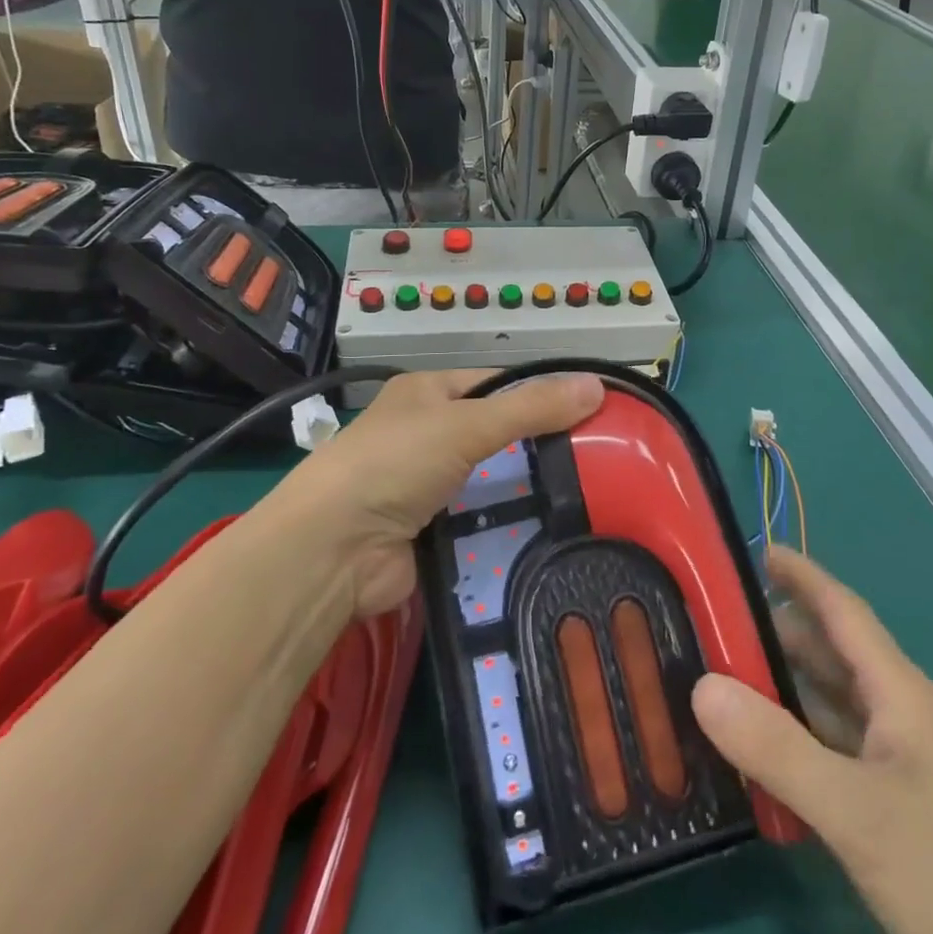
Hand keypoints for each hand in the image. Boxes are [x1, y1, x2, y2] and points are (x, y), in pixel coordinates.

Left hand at [274, 370, 604, 617]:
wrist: (333, 550)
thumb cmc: (396, 463)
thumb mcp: (467, 424)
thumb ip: (531, 408)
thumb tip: (597, 385)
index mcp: (427, 393)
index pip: (496, 383)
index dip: (539, 392)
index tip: (589, 409)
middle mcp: (426, 434)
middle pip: (496, 434)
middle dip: (538, 446)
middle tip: (598, 458)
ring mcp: (427, 486)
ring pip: (491, 480)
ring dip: (525, 489)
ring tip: (589, 496)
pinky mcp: (432, 531)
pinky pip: (482, 522)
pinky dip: (508, 525)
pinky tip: (551, 530)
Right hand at [692, 549, 932, 933]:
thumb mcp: (857, 812)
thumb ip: (777, 748)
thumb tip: (701, 685)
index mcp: (901, 694)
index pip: (843, 610)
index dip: (801, 575)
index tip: (752, 549)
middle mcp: (900, 717)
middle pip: (831, 656)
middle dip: (774, 633)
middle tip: (707, 624)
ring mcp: (900, 766)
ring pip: (829, 706)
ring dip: (780, 689)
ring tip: (717, 681)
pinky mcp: (894, 810)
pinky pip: (832, 754)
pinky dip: (794, 742)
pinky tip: (755, 755)